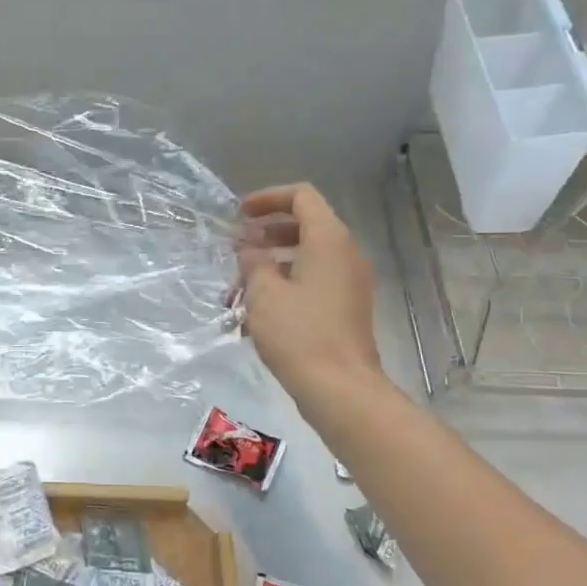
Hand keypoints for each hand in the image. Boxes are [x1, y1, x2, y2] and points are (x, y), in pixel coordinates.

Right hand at [237, 183, 380, 399]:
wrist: (340, 389)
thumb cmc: (299, 334)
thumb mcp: (264, 292)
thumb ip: (253, 260)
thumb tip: (249, 248)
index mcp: (329, 240)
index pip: (302, 197)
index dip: (268, 199)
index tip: (239, 215)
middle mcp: (346, 254)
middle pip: (306, 225)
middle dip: (267, 232)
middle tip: (237, 248)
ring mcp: (350, 282)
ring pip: (307, 256)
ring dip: (272, 262)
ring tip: (239, 285)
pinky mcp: (346, 307)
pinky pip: (314, 280)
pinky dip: (286, 283)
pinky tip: (257, 310)